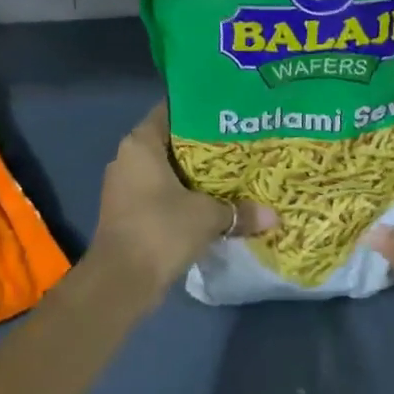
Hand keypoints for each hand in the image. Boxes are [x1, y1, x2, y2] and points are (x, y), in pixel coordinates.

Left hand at [88, 103, 274, 308]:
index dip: (198, 110)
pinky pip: (157, 193)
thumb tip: (273, 216)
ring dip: (191, 175)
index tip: (226, 114)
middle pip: (169, 141)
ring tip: (228, 174)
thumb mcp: (207, 217)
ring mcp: (123, 187)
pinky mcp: (126, 213)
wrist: (120, 283)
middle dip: (201, 146)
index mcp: (140, 143)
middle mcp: (127, 158)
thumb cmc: (160, 230)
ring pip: (164, 170)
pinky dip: (180, 196)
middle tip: (236, 145)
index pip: (170, 111)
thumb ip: (239, 211)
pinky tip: (208, 203)